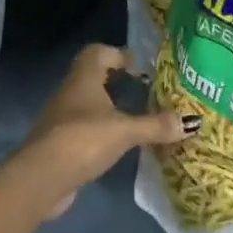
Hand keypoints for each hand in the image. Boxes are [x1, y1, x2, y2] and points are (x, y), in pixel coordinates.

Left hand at [0, 44, 196, 220]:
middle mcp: (72, 91)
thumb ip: (156, 125)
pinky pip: (87, 127)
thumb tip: (191, 122)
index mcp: (84, 77)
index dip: (120, 54)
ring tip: (139, 116)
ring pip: (90, 103)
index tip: (142, 67)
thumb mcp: (125, 131)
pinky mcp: (62, 143)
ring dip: (111, 106)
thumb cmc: (83, 140)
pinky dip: (103, 129)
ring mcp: (64, 118)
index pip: (100, 52)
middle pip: (95, 76)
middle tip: (146, 89)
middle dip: (118, 80)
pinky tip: (121, 142)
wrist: (40, 179)